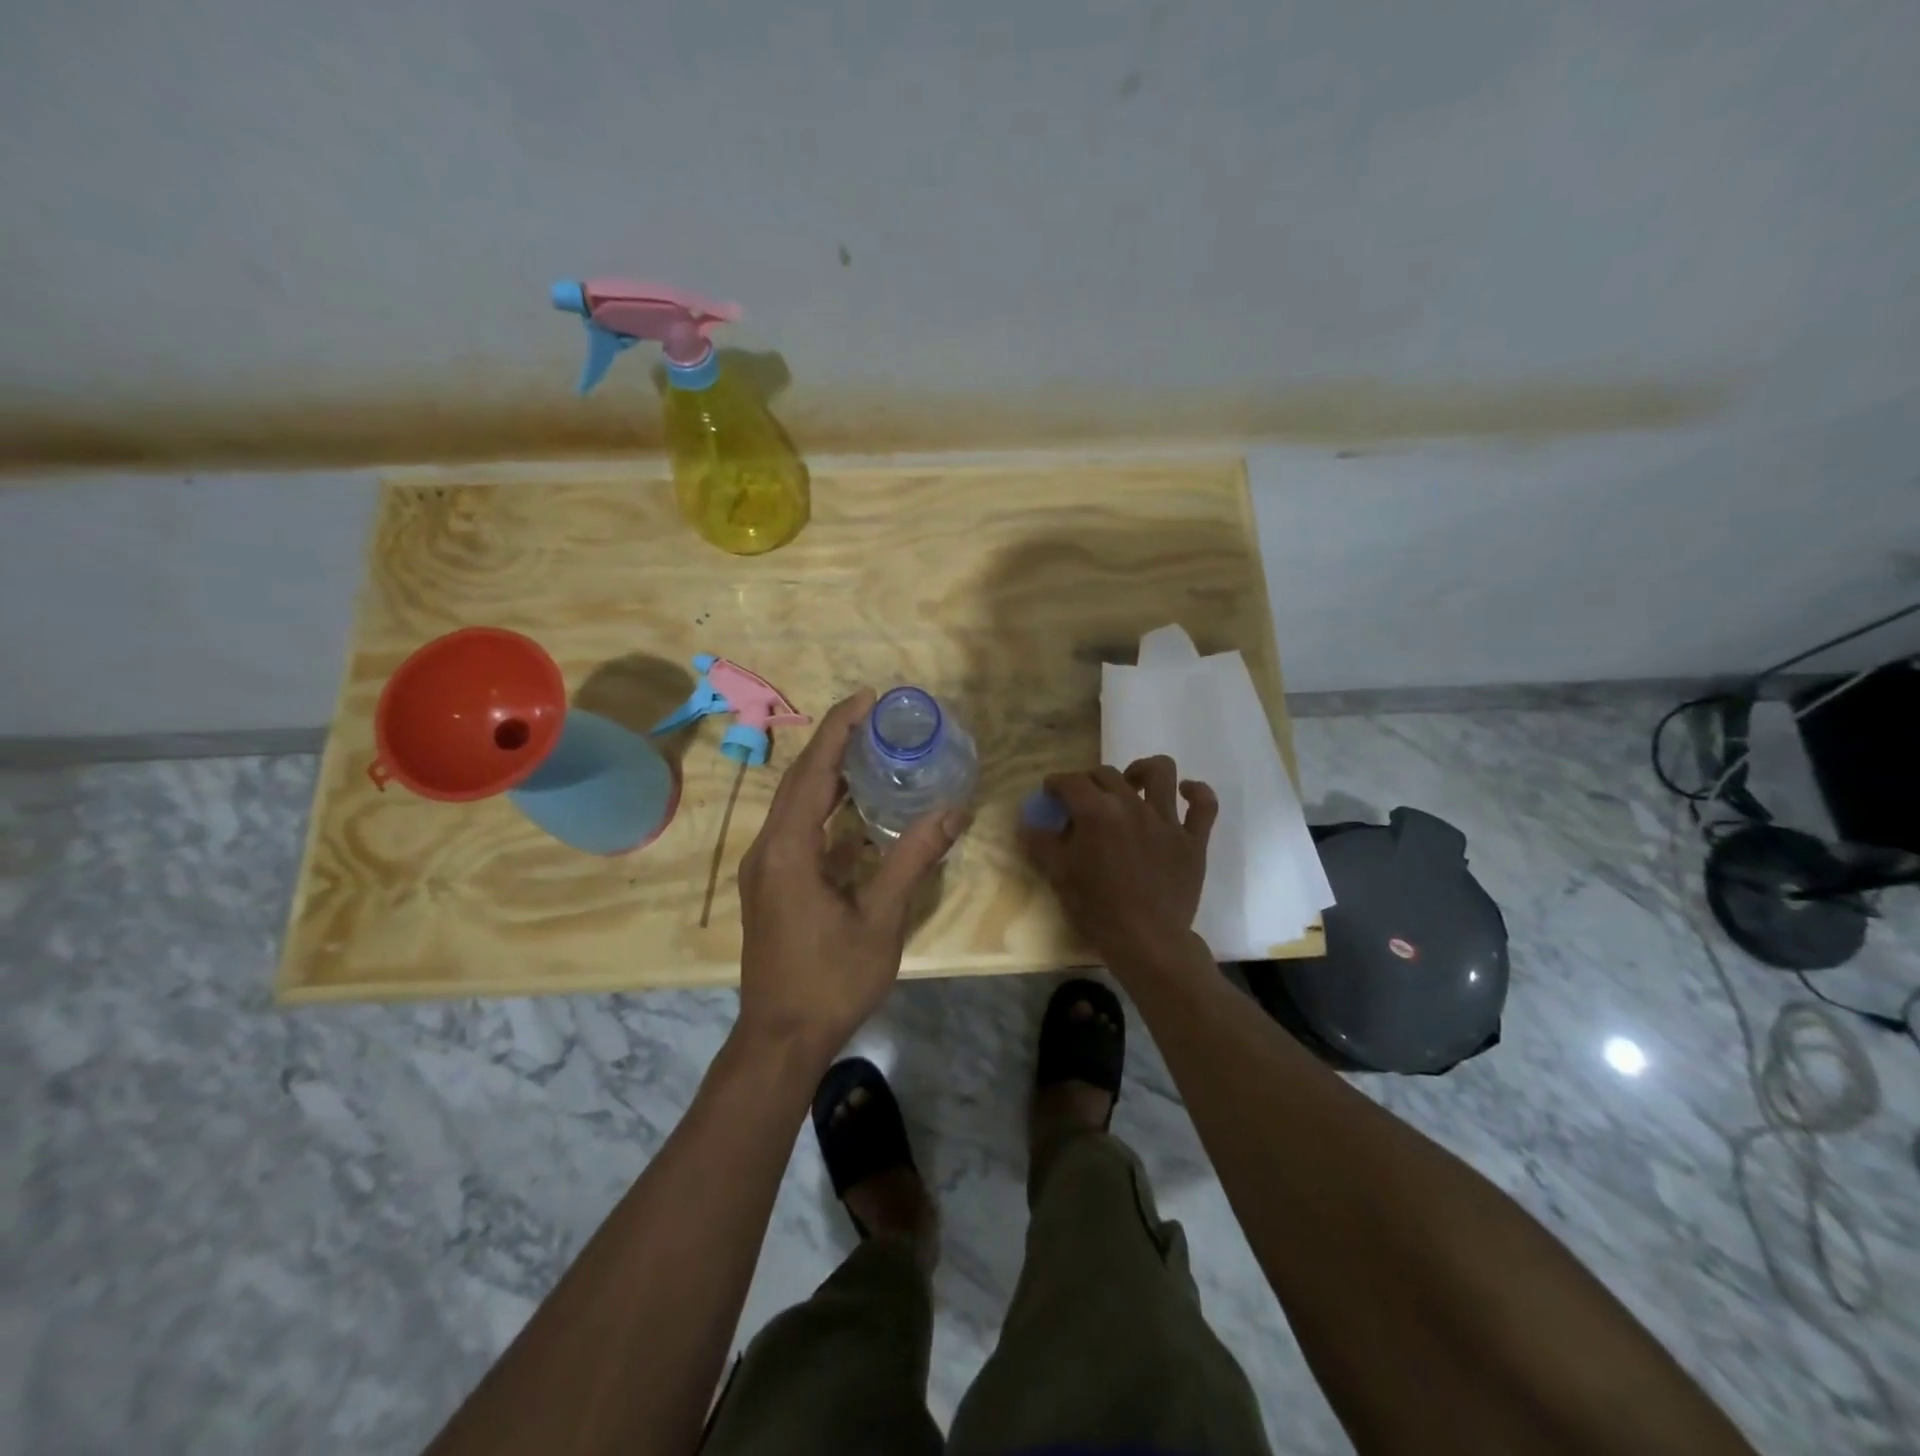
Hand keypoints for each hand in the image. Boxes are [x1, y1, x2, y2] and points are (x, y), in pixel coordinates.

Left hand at [736, 687, 971, 1053]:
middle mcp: (768, 848)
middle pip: (800, 780)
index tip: (867, 698)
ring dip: (829, 774)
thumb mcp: (880, 919)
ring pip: (796, 804)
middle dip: (834, 742)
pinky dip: (826, 809)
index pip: (813, 771)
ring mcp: (765, 868)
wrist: (780, 1039)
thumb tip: (953, 812)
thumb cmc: (831, 979)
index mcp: (788, 850)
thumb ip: (913, 860)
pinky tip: (857, 811)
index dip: (838, 729)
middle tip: (874, 717)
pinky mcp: (771, 885)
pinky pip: (797, 830)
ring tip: (869, 751)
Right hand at [1020, 757, 1218, 972]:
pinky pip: (1204, 806)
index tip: (1051, 793)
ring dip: (1143, 770)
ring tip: (1133, 783)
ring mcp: (1166, 821)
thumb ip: (1040, 843)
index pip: (1071, 782)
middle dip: (1090, 780)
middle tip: (1082, 800)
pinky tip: (1185, 793)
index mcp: (1096, 812)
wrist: (1147, 942)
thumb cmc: (1096, 909)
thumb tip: (1027, 822)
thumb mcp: (1058, 875)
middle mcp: (1132, 806)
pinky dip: (1196, 793)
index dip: (1056, 784)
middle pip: (1108, 774)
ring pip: (1161, 772)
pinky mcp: (1193, 840)